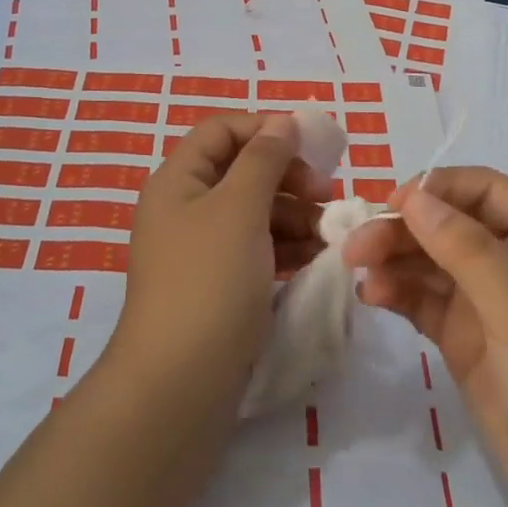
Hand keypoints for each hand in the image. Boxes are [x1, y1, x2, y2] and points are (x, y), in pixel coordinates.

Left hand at [106, 112, 328, 419]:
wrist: (179, 385)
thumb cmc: (209, 282)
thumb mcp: (239, 208)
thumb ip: (264, 159)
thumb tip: (283, 122)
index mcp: (178, 181)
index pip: (222, 131)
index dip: (266, 130)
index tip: (312, 148)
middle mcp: (185, 209)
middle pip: (242, 172)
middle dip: (287, 178)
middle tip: (327, 197)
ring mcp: (200, 251)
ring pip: (254, 214)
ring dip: (294, 216)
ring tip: (330, 236)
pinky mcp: (217, 287)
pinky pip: (256, 251)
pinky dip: (285, 249)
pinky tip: (316, 260)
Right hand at [343, 167, 507, 506]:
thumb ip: (468, 251)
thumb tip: (413, 197)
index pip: (484, 191)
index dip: (437, 189)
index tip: (391, 205)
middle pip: (448, 225)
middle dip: (403, 229)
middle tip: (356, 246)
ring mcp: (488, 303)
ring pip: (430, 261)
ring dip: (392, 259)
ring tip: (356, 269)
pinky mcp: (465, 339)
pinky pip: (423, 300)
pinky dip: (396, 292)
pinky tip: (372, 296)